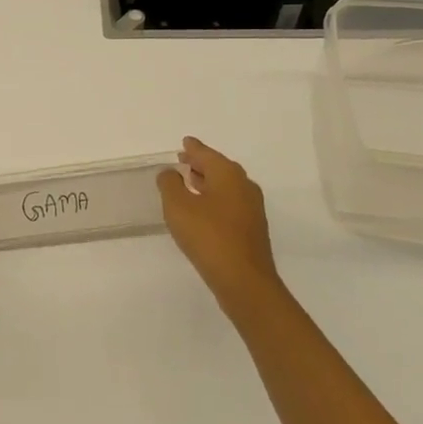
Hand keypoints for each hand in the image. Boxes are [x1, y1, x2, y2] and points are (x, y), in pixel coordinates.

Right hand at [156, 137, 280, 311]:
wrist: (244, 281)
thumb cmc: (208, 236)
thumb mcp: (178, 206)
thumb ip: (170, 184)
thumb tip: (170, 172)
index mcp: (228, 174)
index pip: (206, 153)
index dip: (193, 148)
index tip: (184, 142)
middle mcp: (244, 186)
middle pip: (219, 168)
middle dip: (201, 164)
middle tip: (183, 160)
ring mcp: (251, 208)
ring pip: (226, 186)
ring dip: (208, 182)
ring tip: (190, 182)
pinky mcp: (252, 229)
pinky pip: (230, 204)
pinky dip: (215, 199)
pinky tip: (202, 210)